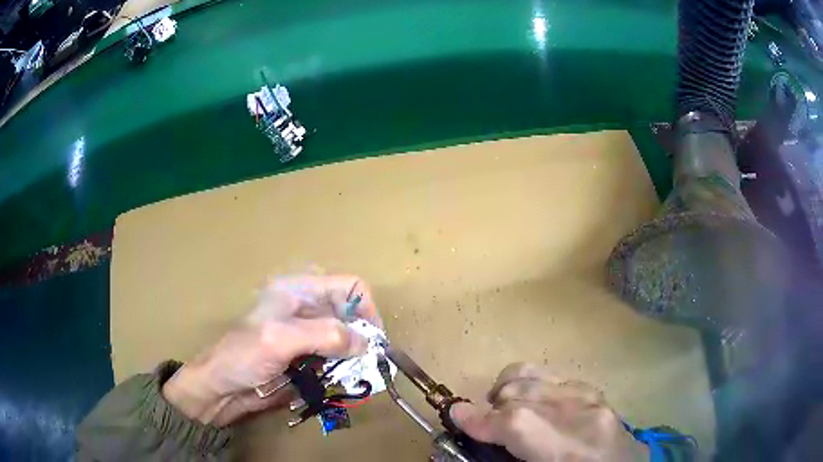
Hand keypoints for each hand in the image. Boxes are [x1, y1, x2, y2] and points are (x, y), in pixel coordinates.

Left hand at [162, 274, 380, 426]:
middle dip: (363, 337)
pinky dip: (344, 369)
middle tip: (367, 363)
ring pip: (346, 339)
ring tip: (355, 375)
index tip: (373, 341)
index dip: (366, 309)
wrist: (222, 388)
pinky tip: (340, 382)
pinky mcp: (306, 358)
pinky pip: (336, 359)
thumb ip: (324, 335)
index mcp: (298, 291)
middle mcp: (306, 309)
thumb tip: (366, 343)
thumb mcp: (280, 339)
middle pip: (350, 314)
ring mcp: (306, 335)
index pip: (349, 286)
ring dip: (355, 357)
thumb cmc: (243, 356)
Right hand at [451, 363, 647, 461]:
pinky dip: (530, 387)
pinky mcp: (596, 390)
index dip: (478, 418)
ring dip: (508, 390)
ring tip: (504, 410)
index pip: (515, 422)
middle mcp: (582, 414)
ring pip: (532, 374)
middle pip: (519, 391)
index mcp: (567, 449)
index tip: (454, 415)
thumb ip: (504, 457)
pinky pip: (551, 376)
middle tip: (484, 426)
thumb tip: (474, 433)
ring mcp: (592, 397)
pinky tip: (532, 405)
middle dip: (491, 407)